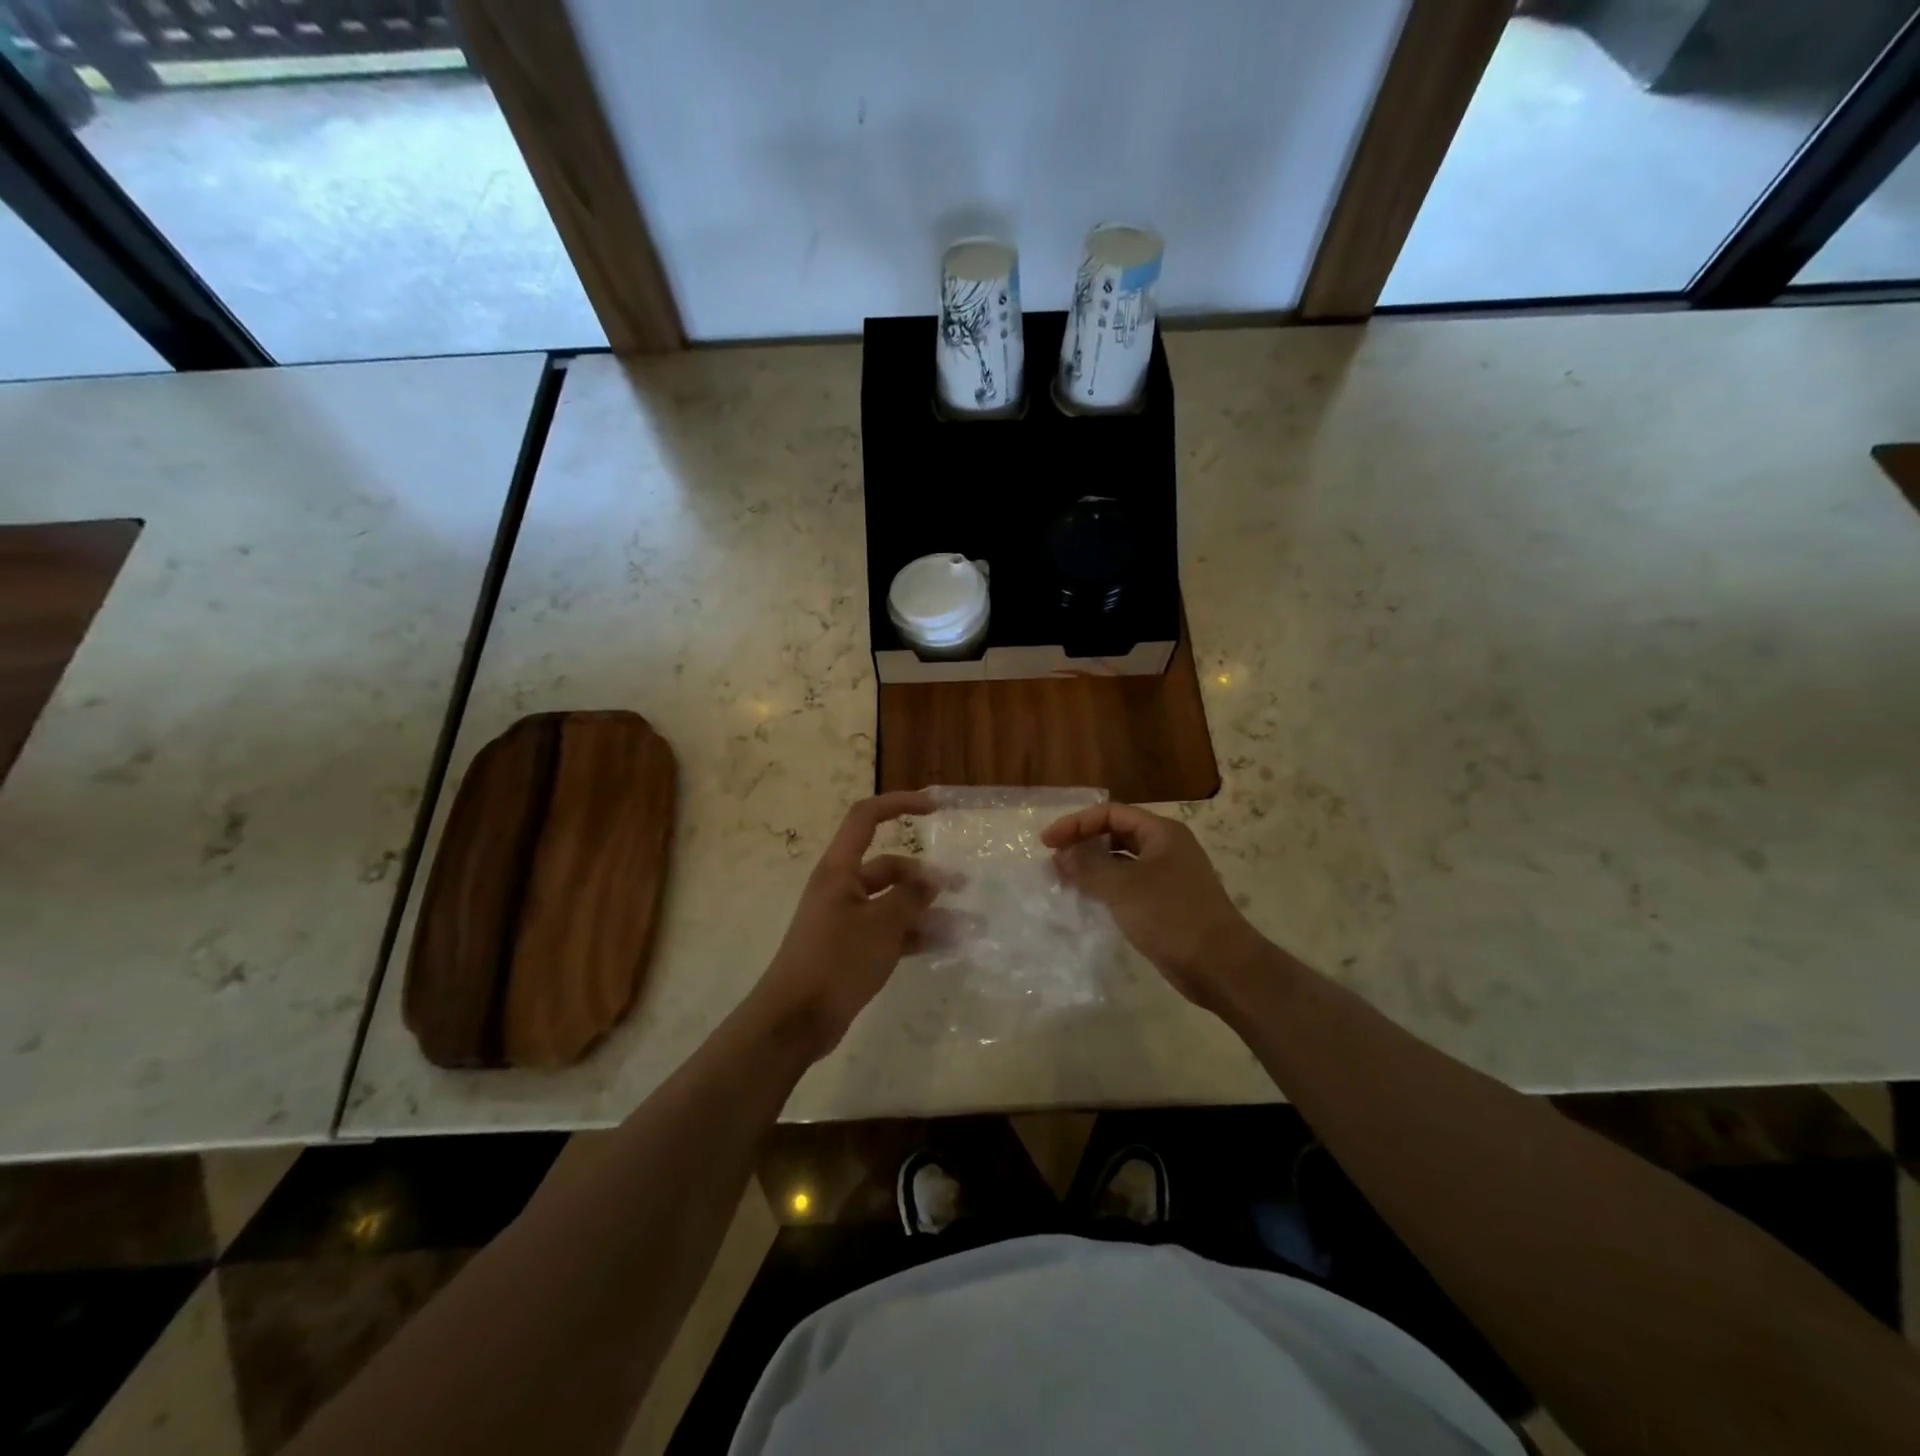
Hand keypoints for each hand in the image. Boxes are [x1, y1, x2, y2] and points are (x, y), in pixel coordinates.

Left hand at [750, 790, 946, 1060]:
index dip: (899, 804)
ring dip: (926, 911)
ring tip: (966, 924)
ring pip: (894, 903)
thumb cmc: (836, 960)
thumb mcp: (881, 924)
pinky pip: (890, 932)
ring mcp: (847, 920)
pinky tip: (945, 946)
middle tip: (962, 886)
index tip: (934, 808)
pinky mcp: (852, 949)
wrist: (796, 1020)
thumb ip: (910, 897)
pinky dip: (915, 935)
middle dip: (925, 875)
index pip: (866, 818)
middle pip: (889, 867)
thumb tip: (933, 879)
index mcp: (840, 870)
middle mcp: (843, 888)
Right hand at [1041, 802, 1266, 1009]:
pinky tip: (1089, 900)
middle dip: (1083, 843)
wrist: (1220, 965)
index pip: (1110, 813)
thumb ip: (1088, 865)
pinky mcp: (1167, 903)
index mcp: (1161, 832)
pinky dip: (1107, 887)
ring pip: (1122, 861)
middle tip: (1055, 860)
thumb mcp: (1122, 887)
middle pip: (1117, 833)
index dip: (1076, 823)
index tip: (1047, 842)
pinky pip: (1129, 885)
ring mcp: (1169, 876)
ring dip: (1093, 866)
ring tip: (1065, 880)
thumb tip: (1062, 853)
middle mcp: (1166, 847)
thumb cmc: (1171, 916)